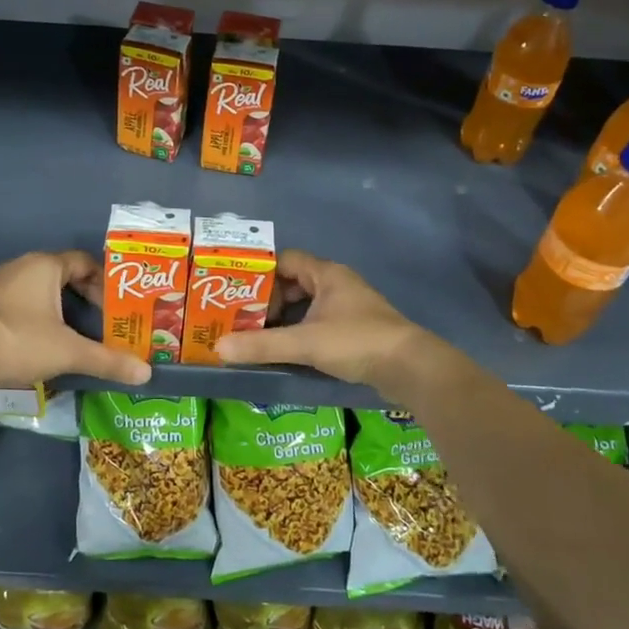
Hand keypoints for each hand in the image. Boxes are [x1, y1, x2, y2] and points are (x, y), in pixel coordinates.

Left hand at [0, 251, 150, 390]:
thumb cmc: (22, 341)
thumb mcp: (70, 352)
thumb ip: (107, 360)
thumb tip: (146, 374)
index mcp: (45, 266)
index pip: (83, 262)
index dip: (103, 281)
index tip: (115, 305)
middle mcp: (22, 266)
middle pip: (62, 273)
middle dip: (84, 294)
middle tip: (101, 319)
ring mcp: (0, 284)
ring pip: (40, 287)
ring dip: (60, 305)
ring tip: (77, 330)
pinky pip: (21, 300)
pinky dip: (38, 313)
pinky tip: (44, 338)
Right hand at [216, 250, 437, 393]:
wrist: (411, 368)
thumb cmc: (356, 342)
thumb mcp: (305, 343)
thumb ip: (262, 345)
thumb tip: (218, 348)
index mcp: (326, 274)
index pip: (285, 260)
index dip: (260, 272)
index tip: (236, 291)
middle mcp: (337, 283)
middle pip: (293, 282)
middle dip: (268, 299)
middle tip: (241, 316)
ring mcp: (348, 306)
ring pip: (306, 304)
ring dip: (284, 316)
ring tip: (256, 333)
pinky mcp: (355, 329)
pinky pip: (318, 321)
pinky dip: (299, 330)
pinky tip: (285, 348)